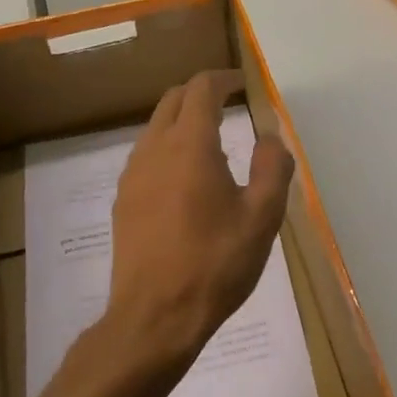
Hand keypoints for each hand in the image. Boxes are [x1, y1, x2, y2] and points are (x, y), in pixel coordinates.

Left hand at [81, 71, 294, 388]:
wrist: (155, 317)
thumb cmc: (216, 264)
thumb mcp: (262, 217)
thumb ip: (272, 167)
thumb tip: (270, 137)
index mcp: (190, 145)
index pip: (201, 89)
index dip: (224, 79)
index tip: (244, 84)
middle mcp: (154, 150)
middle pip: (173, 100)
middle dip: (201, 93)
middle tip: (229, 104)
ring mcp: (132, 176)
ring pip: (155, 127)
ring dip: (182, 120)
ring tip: (211, 141)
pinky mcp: (123, 201)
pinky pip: (146, 156)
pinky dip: (168, 147)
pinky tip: (186, 179)